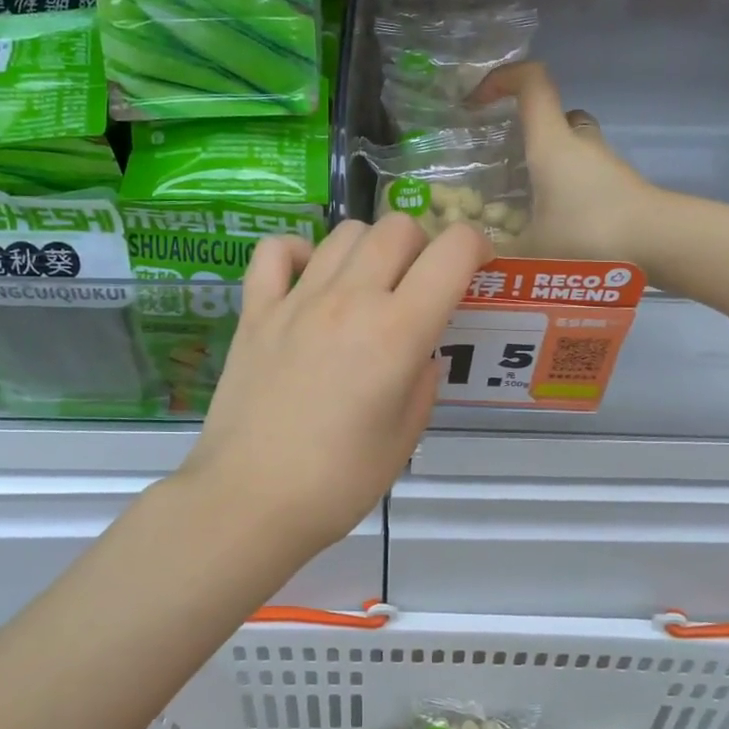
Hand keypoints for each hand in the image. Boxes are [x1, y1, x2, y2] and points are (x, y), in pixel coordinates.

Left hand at [182, 214, 494, 562]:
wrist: (250, 500)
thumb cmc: (339, 482)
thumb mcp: (406, 436)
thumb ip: (422, 378)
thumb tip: (417, 350)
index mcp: (397, 331)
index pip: (452, 252)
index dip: (477, 246)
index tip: (478, 265)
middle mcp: (349, 299)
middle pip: (398, 227)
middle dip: (424, 244)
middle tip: (421, 282)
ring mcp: (296, 300)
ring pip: (345, 233)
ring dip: (371, 247)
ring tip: (370, 283)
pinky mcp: (255, 311)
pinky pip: (275, 252)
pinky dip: (299, 251)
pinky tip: (308, 277)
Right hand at [477, 61, 660, 263]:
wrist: (659, 244)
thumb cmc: (589, 234)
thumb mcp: (530, 252)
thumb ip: (496, 254)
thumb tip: (471, 257)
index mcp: (551, 142)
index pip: (531, 82)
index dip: (502, 78)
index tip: (476, 101)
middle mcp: (578, 142)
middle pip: (551, 116)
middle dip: (523, 131)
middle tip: (499, 162)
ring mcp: (602, 162)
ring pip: (568, 146)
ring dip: (545, 164)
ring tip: (520, 201)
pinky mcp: (618, 185)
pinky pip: (582, 174)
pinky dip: (564, 188)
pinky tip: (550, 224)